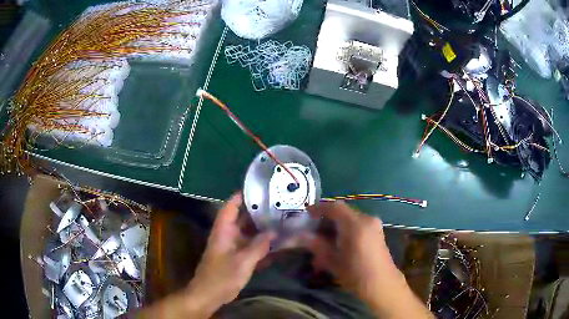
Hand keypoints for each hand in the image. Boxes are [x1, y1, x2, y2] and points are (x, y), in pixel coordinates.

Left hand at [185, 193, 273, 316]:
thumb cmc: (222, 276)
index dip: (242, 195)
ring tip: (280, 221)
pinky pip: (249, 245)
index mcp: (223, 230)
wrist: (209, 295)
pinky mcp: (235, 257)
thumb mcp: (243, 261)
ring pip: (247, 232)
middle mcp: (227, 234)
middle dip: (257, 211)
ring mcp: (231, 246)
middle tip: (278, 205)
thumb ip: (258, 246)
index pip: (231, 206)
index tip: (260, 189)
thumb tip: (273, 232)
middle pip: (241, 218)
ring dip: (261, 228)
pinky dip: (260, 243)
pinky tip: (275, 243)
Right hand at [306, 201, 432, 317]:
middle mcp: (367, 219)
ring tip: (324, 242)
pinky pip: (358, 225)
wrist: (382, 284)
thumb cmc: (355, 273)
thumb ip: (316, 245)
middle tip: (313, 232)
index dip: (319, 208)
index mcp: (355, 224)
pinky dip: (346, 231)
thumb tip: (299, 236)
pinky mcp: (377, 232)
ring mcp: (374, 225)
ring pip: (350, 219)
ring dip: (336, 227)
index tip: (307, 214)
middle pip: (343, 212)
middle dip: (327, 220)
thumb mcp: (333, 260)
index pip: (335, 207)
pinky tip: (338, 245)